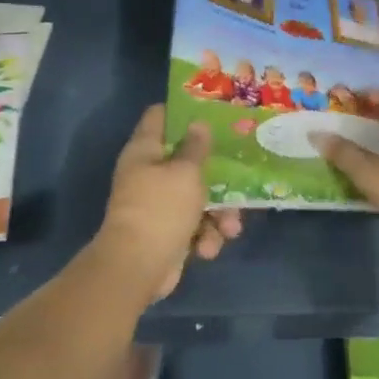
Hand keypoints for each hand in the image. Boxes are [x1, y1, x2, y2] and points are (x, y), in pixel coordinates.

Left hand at [99, 105, 243, 300]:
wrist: (138, 268)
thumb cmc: (162, 209)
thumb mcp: (186, 172)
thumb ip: (196, 147)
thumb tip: (198, 123)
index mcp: (145, 151)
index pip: (159, 116)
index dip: (184, 110)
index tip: (213, 112)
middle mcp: (148, 174)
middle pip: (187, 161)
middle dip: (216, 173)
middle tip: (241, 173)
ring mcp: (157, 205)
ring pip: (198, 198)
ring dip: (219, 214)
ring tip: (230, 228)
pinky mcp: (167, 233)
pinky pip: (194, 226)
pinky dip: (205, 237)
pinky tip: (208, 248)